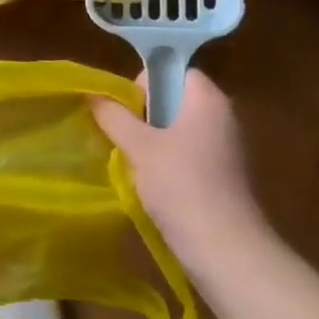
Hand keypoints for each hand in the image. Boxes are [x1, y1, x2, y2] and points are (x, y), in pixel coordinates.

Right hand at [90, 68, 270, 273]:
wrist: (225, 249)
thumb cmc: (181, 185)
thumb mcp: (138, 147)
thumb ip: (113, 116)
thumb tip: (93, 93)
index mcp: (207, 98)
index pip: (171, 70)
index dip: (144, 84)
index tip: (126, 112)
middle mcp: (221, 115)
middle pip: (172, 99)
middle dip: (143, 115)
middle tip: (126, 140)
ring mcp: (225, 146)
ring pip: (176, 128)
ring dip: (151, 141)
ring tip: (135, 164)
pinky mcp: (222, 173)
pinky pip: (186, 152)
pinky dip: (166, 161)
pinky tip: (153, 183)